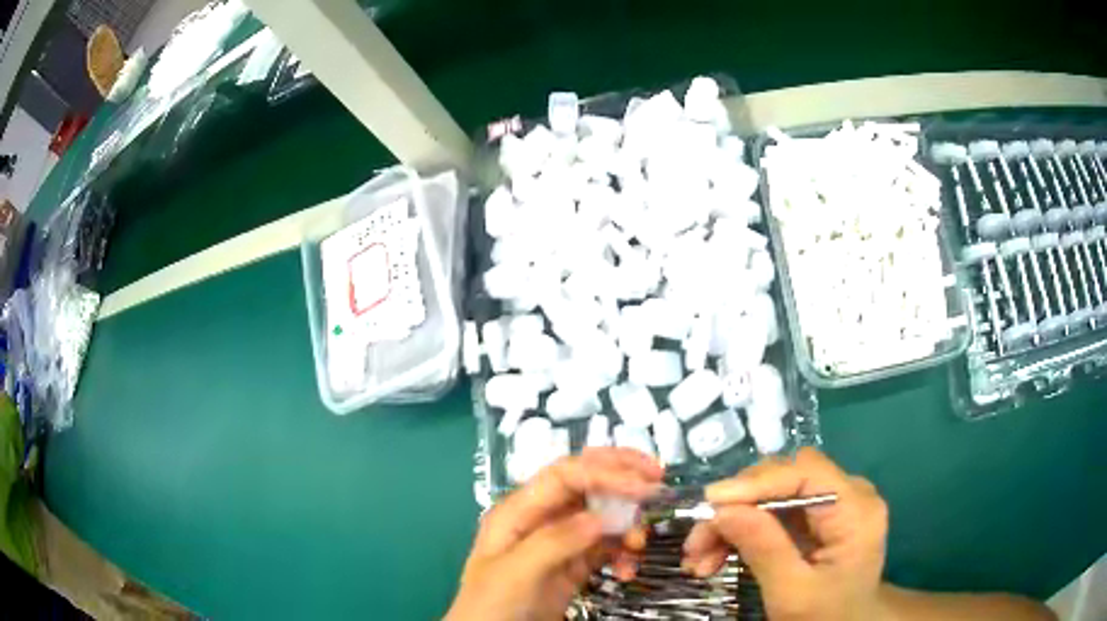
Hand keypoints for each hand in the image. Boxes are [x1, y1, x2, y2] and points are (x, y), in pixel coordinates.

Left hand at [445, 448, 663, 620]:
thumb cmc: (491, 604)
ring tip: (639, 545)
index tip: (644, 485)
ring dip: (627, 525)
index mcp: (519, 511)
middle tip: (658, 480)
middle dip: (622, 478)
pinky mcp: (574, 566)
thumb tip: (600, 516)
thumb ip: (553, 542)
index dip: (605, 472)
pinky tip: (627, 570)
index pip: (565, 476)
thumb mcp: (515, 573)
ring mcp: (559, 543)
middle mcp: (541, 519)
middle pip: (585, 484)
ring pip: (602, 517)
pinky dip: (622, 553)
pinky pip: (606, 548)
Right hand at [682, 448, 887, 620]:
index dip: (757, 482)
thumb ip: (764, 549)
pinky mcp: (816, 517)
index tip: (711, 502)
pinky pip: (772, 512)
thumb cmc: (825, 615)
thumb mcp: (793, 592)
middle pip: (785, 479)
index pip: (806, 472)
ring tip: (699, 559)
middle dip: (738, 506)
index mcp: (856, 510)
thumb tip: (722, 510)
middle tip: (698, 541)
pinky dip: (742, 531)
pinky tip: (715, 557)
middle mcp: (848, 494)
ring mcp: (832, 504)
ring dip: (732, 522)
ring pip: (772, 494)